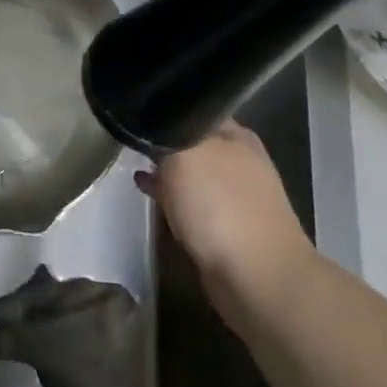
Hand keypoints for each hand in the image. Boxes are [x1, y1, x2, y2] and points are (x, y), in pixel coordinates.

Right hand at [135, 121, 317, 329]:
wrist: (257, 278)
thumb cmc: (219, 206)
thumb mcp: (183, 153)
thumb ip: (165, 132)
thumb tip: (150, 121)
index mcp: (236, 135)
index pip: (194, 107)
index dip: (164, 107)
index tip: (135, 111)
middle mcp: (240, 159)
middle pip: (193, 139)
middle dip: (163, 139)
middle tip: (129, 137)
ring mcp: (236, 195)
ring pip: (191, 170)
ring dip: (165, 169)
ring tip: (135, 165)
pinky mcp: (228, 225)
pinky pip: (192, 200)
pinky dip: (171, 195)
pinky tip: (150, 195)